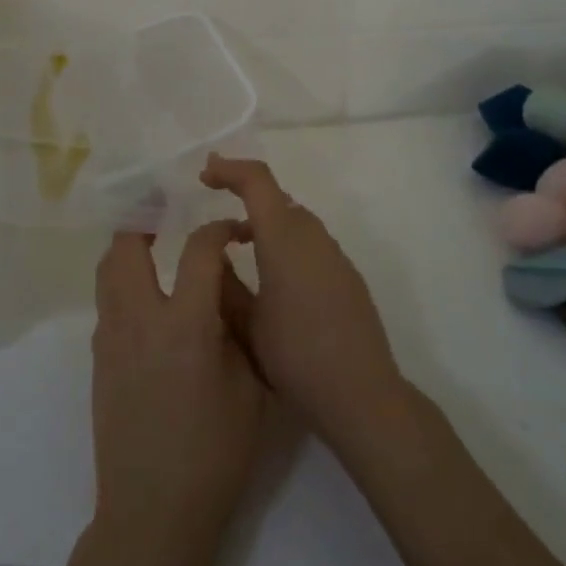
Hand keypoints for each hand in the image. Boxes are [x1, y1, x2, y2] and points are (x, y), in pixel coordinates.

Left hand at [90, 223, 265, 565]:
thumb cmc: (215, 454)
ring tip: (151, 240)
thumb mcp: (250, 388)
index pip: (198, 250)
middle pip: (127, 244)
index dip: (217, 230)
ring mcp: (111, 338)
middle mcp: (139, 319)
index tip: (232, 231)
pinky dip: (123, 282)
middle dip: (144, 215)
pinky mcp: (98, 359)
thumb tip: (224, 287)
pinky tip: (147, 297)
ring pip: (108, 270)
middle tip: (165, 206)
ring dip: (128, 245)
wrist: (153, 512)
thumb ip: (237, 327)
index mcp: (185, 324)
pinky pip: (107, 302)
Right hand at [199, 154, 406, 460]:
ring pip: (295, 220)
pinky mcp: (347, 276)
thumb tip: (213, 255)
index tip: (204, 176)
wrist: (361, 395)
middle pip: (277, 198)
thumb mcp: (245, 324)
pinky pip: (309, 242)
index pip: (257, 181)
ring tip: (238, 244)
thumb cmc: (295, 357)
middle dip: (245, 194)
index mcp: (284, 238)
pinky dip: (285, 242)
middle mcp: (313, 236)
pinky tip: (273, 276)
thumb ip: (223, 283)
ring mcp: (335, 256)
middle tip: (214, 207)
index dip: (229, 170)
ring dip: (265, 221)